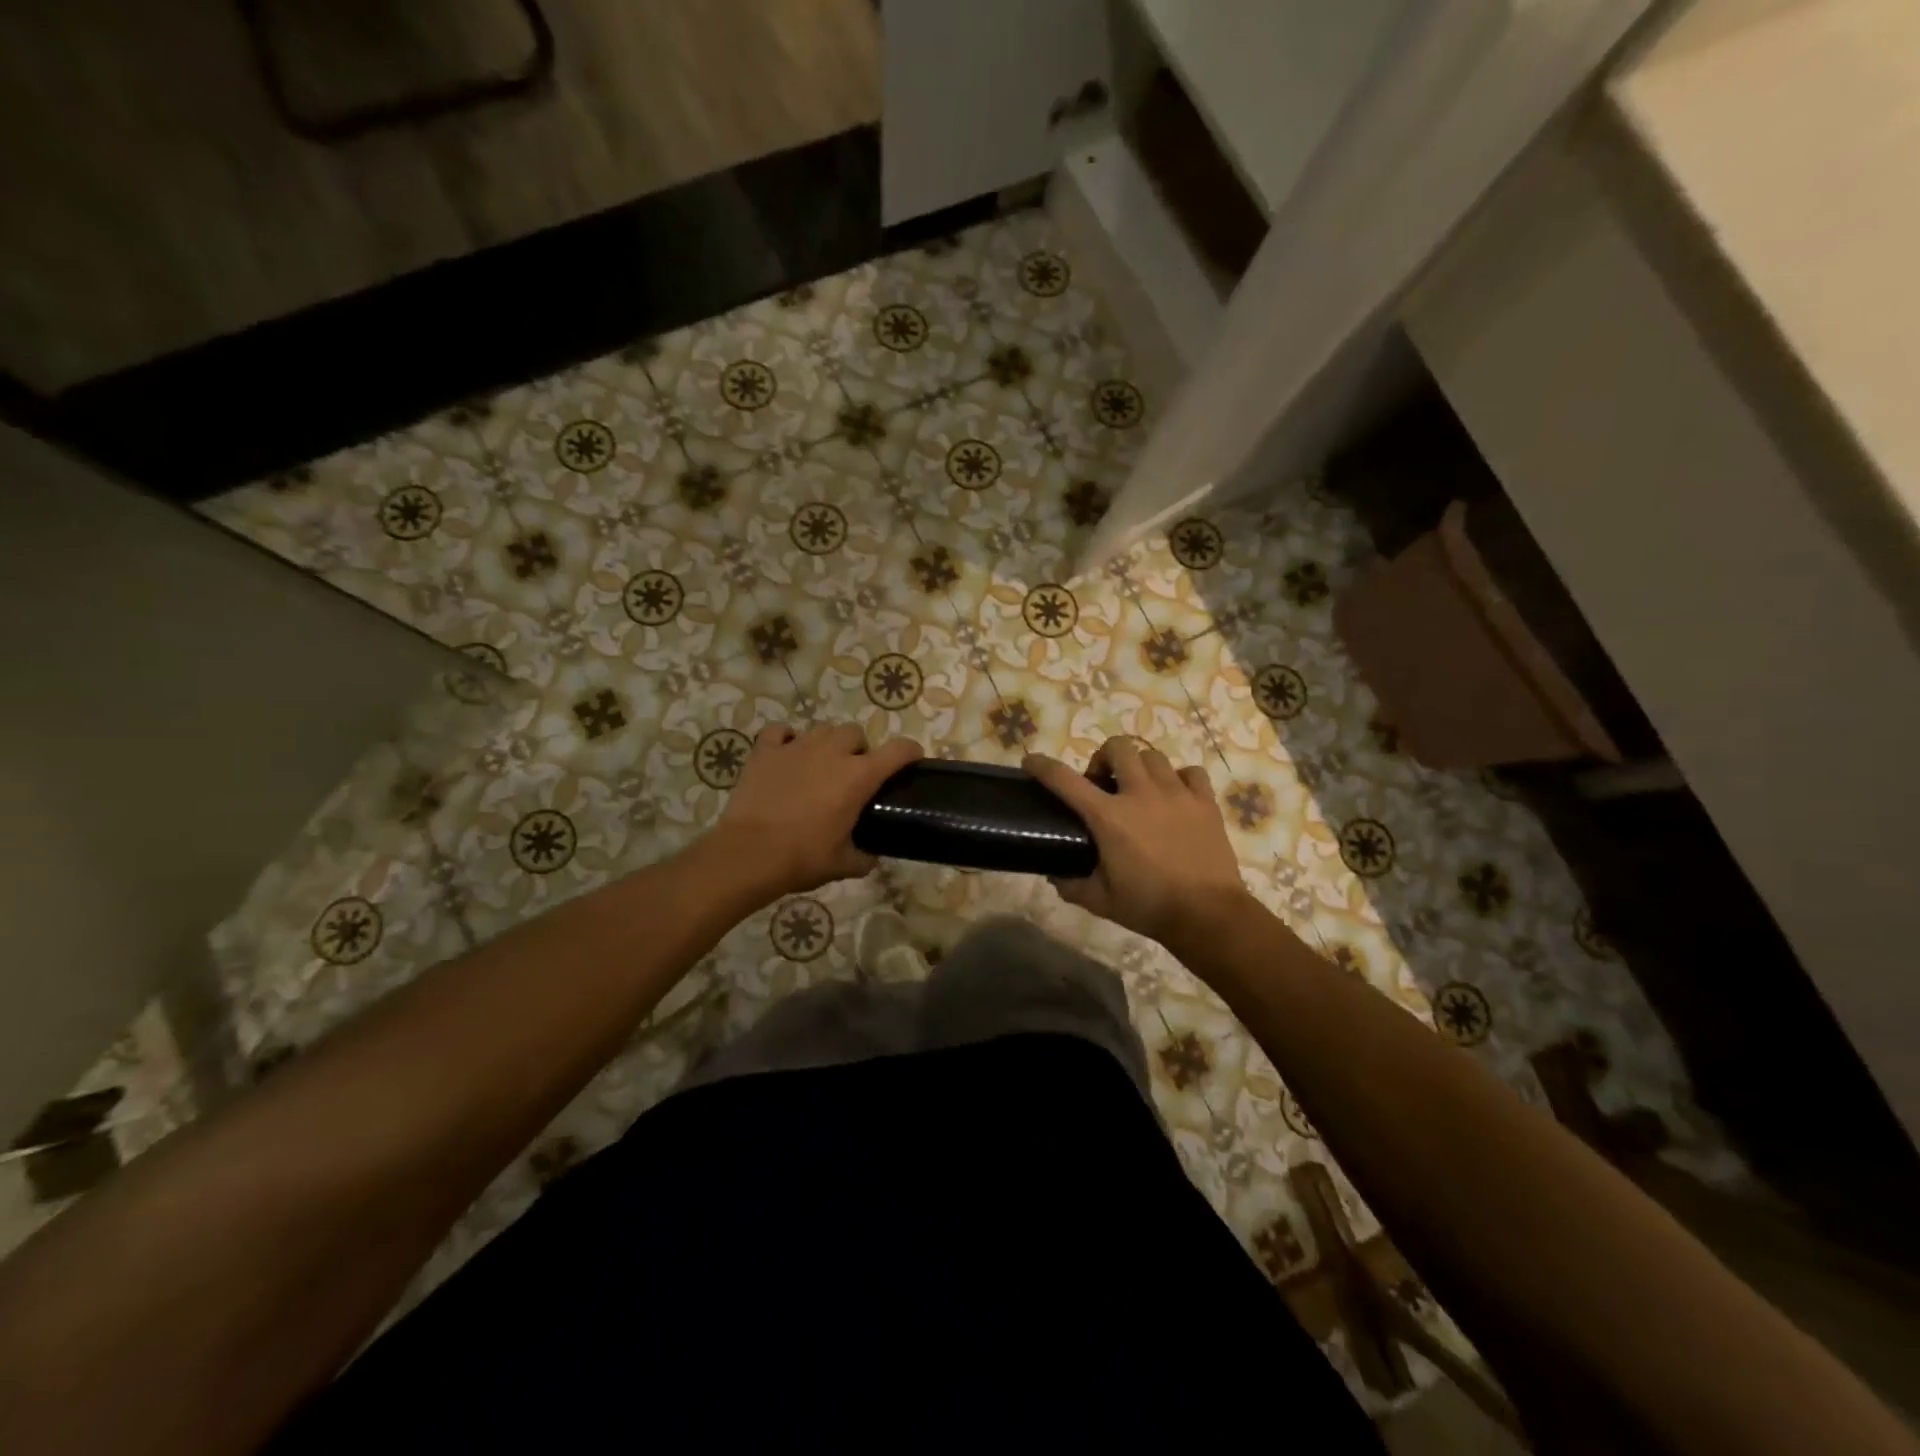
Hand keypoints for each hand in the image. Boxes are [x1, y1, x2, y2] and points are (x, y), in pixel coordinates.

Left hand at [712, 722, 922, 899]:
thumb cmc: (802, 858)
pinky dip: (786, 739)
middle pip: (855, 733)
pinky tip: (786, 754)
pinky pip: (780, 732)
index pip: (898, 750)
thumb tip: (871, 857)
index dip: (910, 752)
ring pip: (822, 729)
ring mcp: (797, 747)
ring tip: (820, 765)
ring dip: (827, 744)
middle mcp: (832, 752)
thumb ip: (863, 857)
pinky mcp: (766, 751)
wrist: (748, 854)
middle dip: (859, 749)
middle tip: (852, 774)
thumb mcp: (843, 864)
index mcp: (859, 777)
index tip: (913, 759)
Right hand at [1025, 737, 1251, 948]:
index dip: (1043, 766)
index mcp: (1109, 817)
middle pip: (1118, 747)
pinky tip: (1176, 796)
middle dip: (1104, 758)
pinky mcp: (1205, 802)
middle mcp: (1140, 794)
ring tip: (1140, 789)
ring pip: (1153, 756)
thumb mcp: (1100, 901)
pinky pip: (1191, 772)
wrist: (1207, 914)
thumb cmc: (1148, 907)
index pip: (1066, 781)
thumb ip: (1072, 885)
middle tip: (1103, 783)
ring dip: (1140, 767)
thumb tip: (1055, 876)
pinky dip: (1180, 778)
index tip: (1031, 761)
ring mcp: (1176, 794)